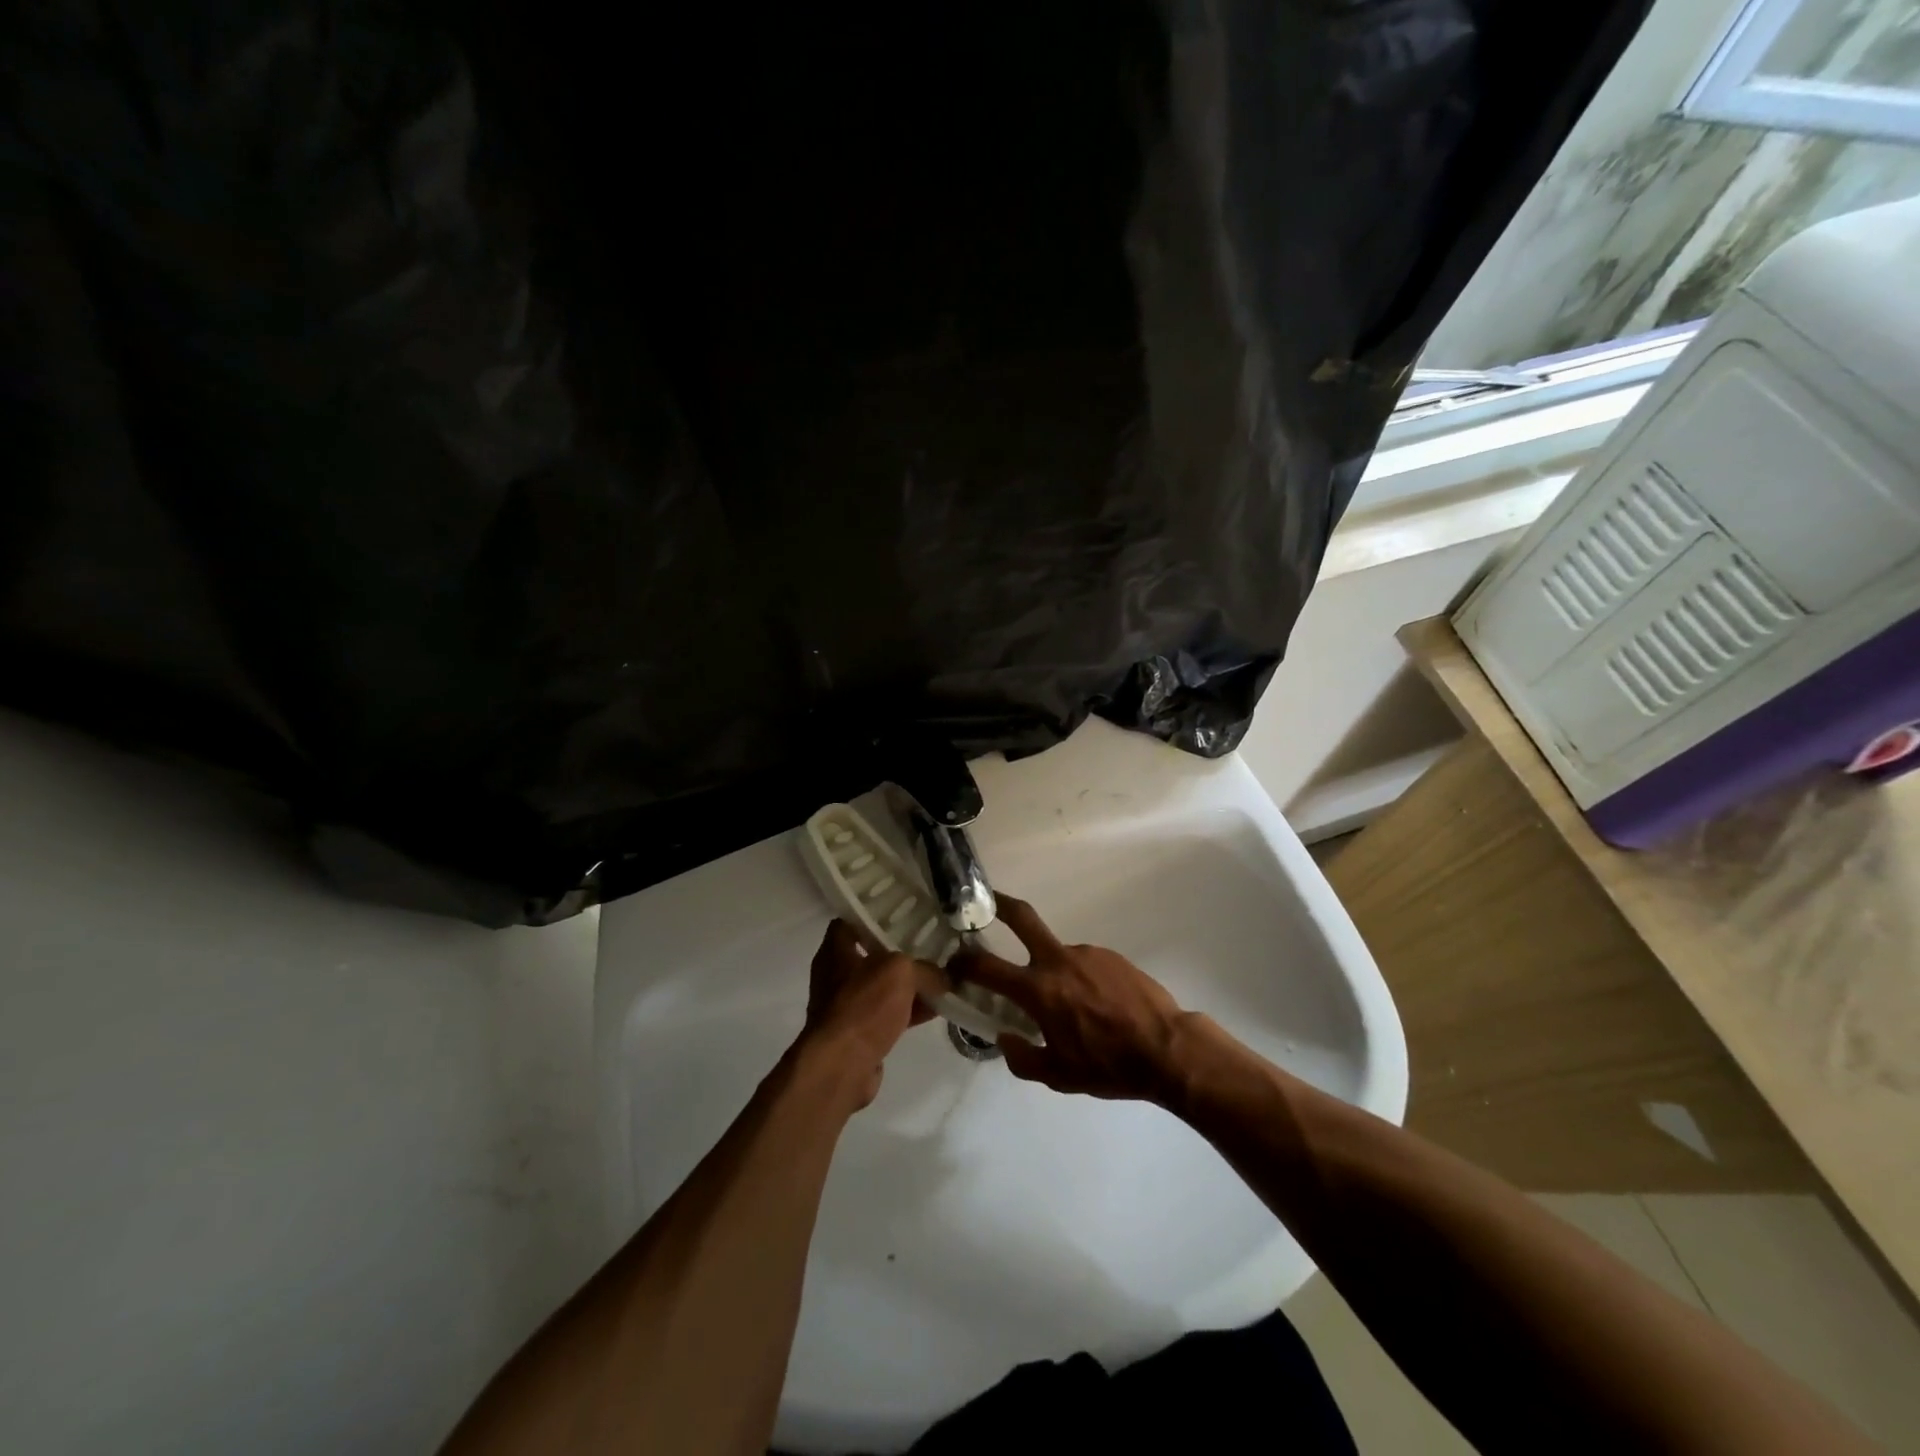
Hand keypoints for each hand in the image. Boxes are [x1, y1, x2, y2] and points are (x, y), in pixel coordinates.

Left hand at [796, 919, 947, 1110]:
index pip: (850, 921)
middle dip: (900, 952)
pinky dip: (910, 1011)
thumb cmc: (863, 1006)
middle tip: (931, 943)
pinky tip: (938, 1009)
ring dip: (910, 985)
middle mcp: (836, 976)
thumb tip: (944, 978)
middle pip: (871, 955)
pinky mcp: (860, 1034)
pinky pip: (889, 1015)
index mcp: (835, 952)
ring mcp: (847, 1007)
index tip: (901, 911)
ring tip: (942, 976)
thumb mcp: (900, 972)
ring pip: (884, 987)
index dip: (873, 914)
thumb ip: (925, 969)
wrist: (843, 1066)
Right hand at [947, 897, 1189, 1103]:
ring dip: (1054, 973)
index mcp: (1039, 990)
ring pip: (1058, 956)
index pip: (986, 967)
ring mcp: (1087, 953)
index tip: (953, 962)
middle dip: (1000, 904)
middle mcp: (1058, 961)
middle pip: (1022, 918)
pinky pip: (1085, 965)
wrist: (1168, 1050)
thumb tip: (1006, 1038)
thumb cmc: (1108, 1066)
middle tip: (986, 902)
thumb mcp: (1059, 1076)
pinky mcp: (1111, 956)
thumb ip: (1023, 1058)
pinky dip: (1081, 980)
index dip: (962, 962)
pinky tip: (1097, 1006)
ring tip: (1073, 1009)